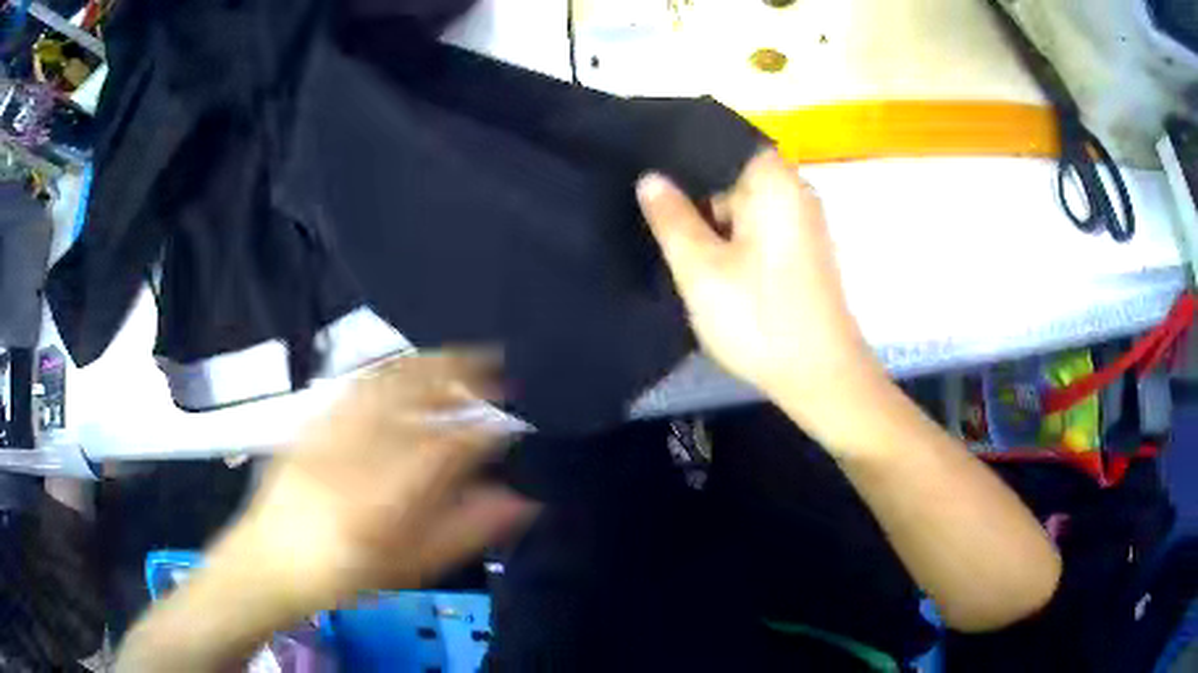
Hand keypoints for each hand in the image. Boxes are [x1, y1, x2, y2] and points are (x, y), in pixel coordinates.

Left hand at [230, 353, 534, 612]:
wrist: (269, 560)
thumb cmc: (342, 576)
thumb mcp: (408, 568)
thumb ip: (463, 532)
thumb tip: (517, 500)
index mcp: (380, 504)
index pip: (444, 450)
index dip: (483, 430)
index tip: (511, 423)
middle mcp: (351, 458)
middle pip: (410, 399)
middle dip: (458, 375)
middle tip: (493, 370)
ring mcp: (326, 433)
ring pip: (382, 381)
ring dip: (427, 364)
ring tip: (459, 358)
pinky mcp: (309, 420)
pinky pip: (354, 385)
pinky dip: (390, 369)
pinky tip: (408, 368)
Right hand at [637, 150, 879, 413]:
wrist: (821, 377)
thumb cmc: (760, 320)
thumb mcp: (700, 269)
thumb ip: (671, 218)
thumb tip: (650, 178)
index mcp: (773, 181)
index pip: (718, 139)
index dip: (676, 148)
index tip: (638, 159)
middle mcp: (793, 190)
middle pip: (729, 170)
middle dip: (689, 184)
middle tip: (642, 199)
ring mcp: (800, 220)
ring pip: (740, 200)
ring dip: (707, 213)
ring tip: (662, 223)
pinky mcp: (800, 248)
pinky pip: (755, 224)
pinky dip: (728, 232)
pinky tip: (700, 250)